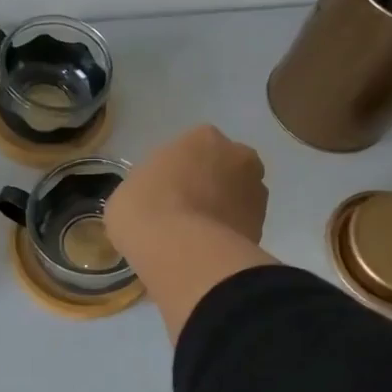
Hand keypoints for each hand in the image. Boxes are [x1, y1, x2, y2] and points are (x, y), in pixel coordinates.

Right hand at [106, 124, 267, 248]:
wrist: (184, 254)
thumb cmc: (146, 211)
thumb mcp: (127, 192)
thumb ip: (148, 186)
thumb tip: (155, 198)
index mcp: (202, 137)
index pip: (191, 149)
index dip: (177, 172)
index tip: (164, 193)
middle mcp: (238, 156)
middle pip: (221, 168)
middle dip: (207, 186)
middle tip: (183, 213)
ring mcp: (256, 191)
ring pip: (236, 197)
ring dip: (222, 210)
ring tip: (195, 238)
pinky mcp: (263, 226)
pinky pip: (240, 226)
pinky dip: (228, 235)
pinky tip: (207, 252)